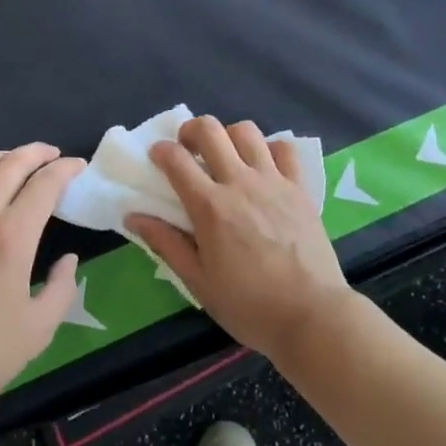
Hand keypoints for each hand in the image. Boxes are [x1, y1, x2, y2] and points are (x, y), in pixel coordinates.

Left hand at [0, 143, 84, 420]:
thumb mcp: (37, 331)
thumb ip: (61, 290)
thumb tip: (68, 260)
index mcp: (12, 237)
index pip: (44, 185)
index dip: (65, 170)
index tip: (78, 167)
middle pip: (10, 165)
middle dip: (36, 153)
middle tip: (52, 154)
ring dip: (0, 157)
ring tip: (14, 160)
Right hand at [128, 116, 352, 362]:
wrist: (312, 316)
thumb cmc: (249, 305)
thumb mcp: (198, 282)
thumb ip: (166, 244)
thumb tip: (133, 216)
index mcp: (210, 207)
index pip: (176, 159)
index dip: (161, 151)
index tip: (157, 158)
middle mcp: (240, 183)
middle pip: (210, 129)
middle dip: (191, 130)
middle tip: (188, 149)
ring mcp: (273, 181)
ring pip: (246, 131)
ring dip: (228, 136)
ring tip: (226, 157)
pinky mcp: (300, 187)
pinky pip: (284, 149)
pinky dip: (269, 149)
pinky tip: (263, 167)